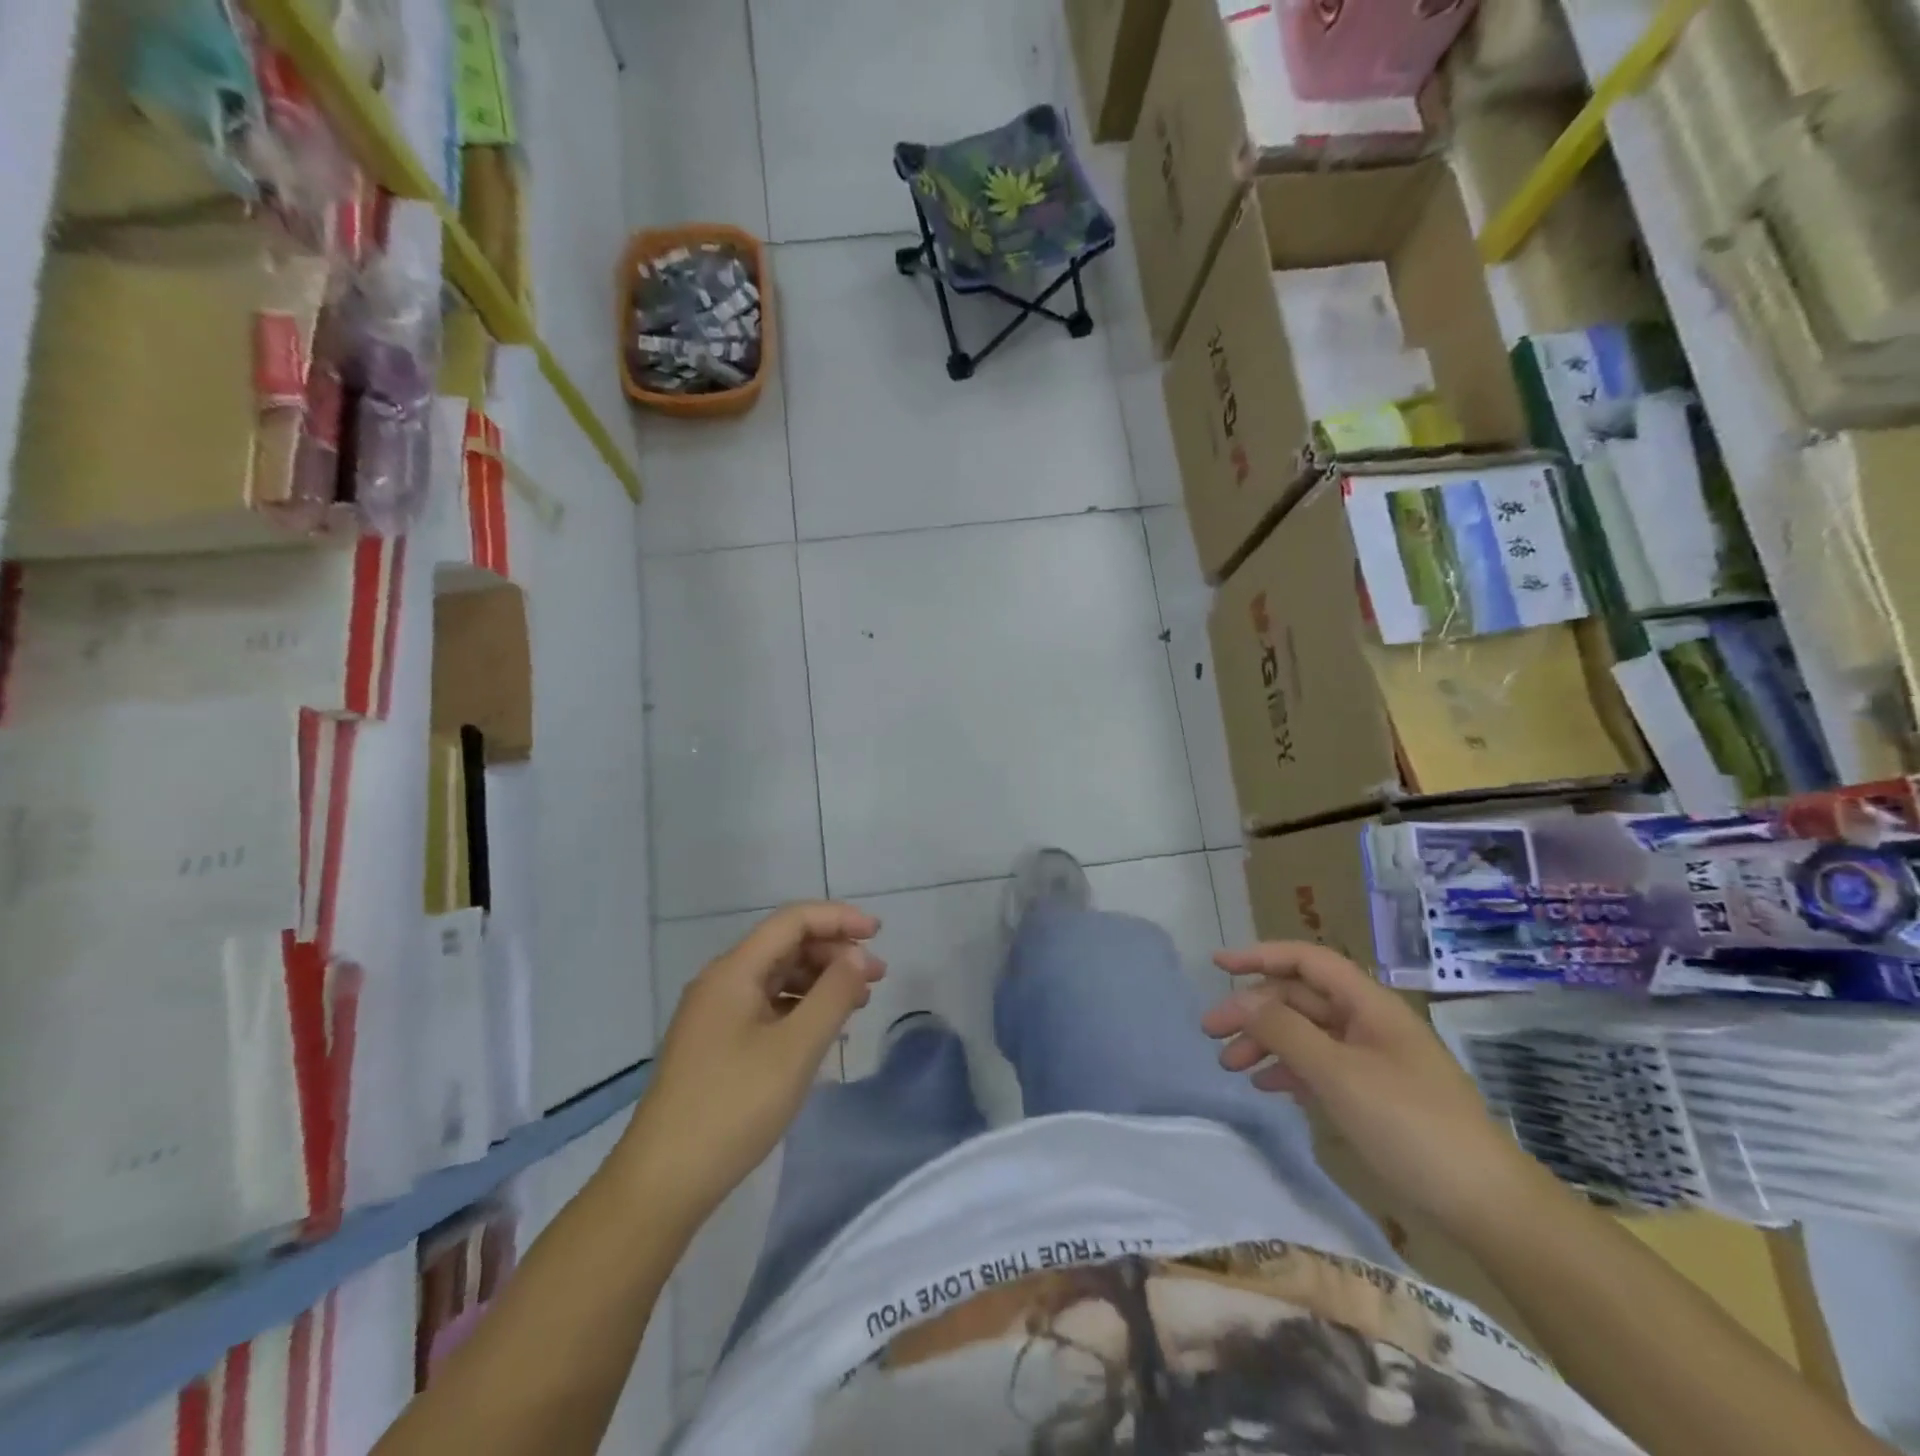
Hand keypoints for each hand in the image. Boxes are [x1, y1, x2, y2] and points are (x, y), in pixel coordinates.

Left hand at [618, 903, 884, 1224]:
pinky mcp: (716, 1044)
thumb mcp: (796, 1049)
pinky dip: (800, 1007)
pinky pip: (766, 1006)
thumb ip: (833, 994)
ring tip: (859, 1002)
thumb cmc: (733, 1107)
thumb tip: (858, 956)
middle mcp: (721, 982)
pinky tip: (823, 1028)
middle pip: (785, 946)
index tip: (879, 933)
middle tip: (877, 976)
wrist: (662, 1182)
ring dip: (820, 980)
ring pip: (777, 977)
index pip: (792, 921)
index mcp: (733, 971)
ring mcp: (715, 1015)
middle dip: (834, 952)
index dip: (838, 918)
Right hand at [1203, 942, 1537, 1229]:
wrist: (1487, 1205)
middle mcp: (1368, 1023)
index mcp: (1368, 1005)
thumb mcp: (1339, 1074)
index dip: (1260, 956)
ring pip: (1306, 1033)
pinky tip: (1269, 1087)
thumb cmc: (1411, 1126)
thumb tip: (1242, 1001)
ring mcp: (1372, 1059)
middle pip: (1299, 998)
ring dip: (1265, 1042)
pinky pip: (1320, 1065)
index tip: (1217, 966)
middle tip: (1211, 1033)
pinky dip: (1289, 1070)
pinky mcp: (1374, 1094)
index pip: (1306, 961)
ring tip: (1230, 1066)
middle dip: (1253, 1010)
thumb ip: (1285, 1031)